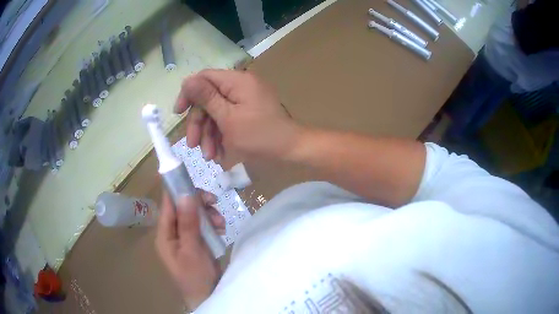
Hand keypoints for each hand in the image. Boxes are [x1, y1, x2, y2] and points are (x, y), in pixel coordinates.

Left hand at [155, 191, 224, 309]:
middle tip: (214, 202)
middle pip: (183, 207)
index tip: (193, 180)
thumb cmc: (195, 276)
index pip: (168, 204)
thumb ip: (188, 223)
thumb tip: (186, 194)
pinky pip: (203, 224)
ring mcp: (185, 236)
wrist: (207, 295)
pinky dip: (212, 223)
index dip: (177, 189)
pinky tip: (221, 229)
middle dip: (199, 204)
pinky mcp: (196, 241)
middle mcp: (172, 232)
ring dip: (209, 214)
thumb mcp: (192, 249)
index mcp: (164, 234)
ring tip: (221, 224)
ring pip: (195, 214)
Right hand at [175, 69, 302, 160]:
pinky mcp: (248, 112)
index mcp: (236, 80)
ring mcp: (245, 99)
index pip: (204, 78)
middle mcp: (240, 85)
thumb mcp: (228, 118)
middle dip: (199, 123)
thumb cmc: (259, 135)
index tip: (178, 113)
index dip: (188, 94)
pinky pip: (228, 119)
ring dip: (209, 134)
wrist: (291, 150)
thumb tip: (187, 80)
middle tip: (193, 146)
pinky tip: (220, 153)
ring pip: (216, 112)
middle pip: (209, 98)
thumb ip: (206, 98)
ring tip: (210, 157)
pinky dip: (221, 135)